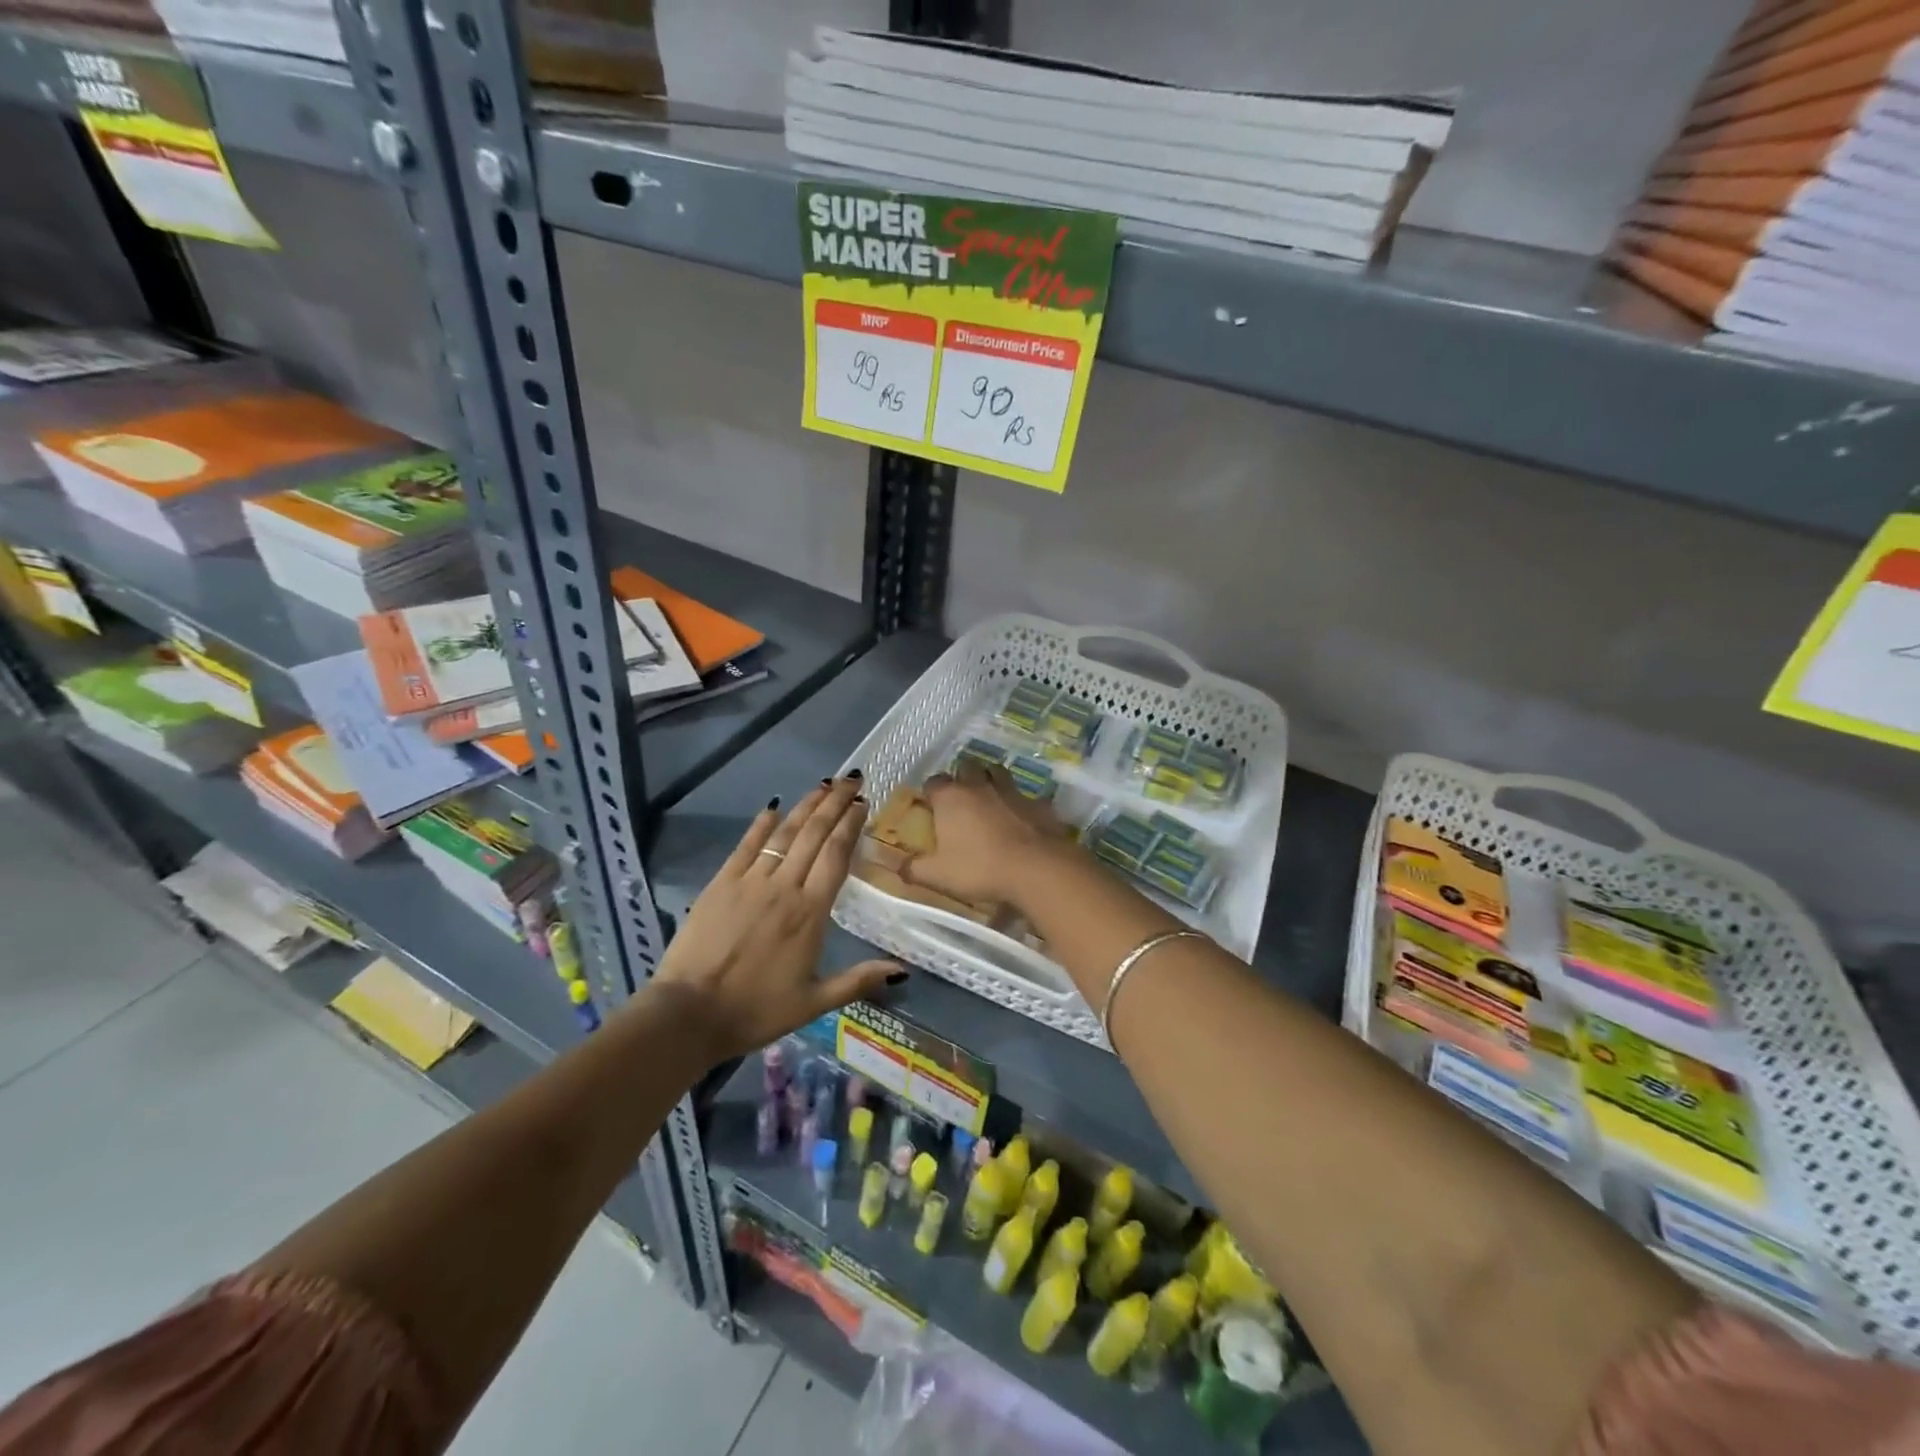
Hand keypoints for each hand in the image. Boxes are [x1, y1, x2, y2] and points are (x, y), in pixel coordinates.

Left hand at [650, 777, 901, 1061]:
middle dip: (835, 803)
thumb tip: (902, 971)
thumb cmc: (756, 1010)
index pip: (836, 856)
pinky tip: (772, 807)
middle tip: (851, 778)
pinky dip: (761, 824)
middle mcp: (784, 888)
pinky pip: (746, 846)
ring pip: (784, 834)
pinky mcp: (720, 884)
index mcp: (810, 913)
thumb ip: (858, 980)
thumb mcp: (813, 1003)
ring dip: (805, 806)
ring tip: (823, 785)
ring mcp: (750, 882)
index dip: (850, 825)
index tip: (862, 803)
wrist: (689, 1014)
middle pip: (814, 835)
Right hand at [908, 761, 1069, 907]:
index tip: (931, 807)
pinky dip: (1019, 802)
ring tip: (989, 799)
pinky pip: (1025, 795)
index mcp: (951, 798)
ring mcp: (1012, 790)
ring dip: (991, 780)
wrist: (1036, 868)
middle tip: (961, 799)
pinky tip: (1021, 817)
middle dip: (962, 777)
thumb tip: (898, 866)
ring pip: (998, 772)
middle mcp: (979, 786)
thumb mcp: (938, 876)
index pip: (934, 782)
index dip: (931, 792)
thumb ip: (914, 869)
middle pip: (967, 768)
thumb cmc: (980, 868)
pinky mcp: (1038, 802)